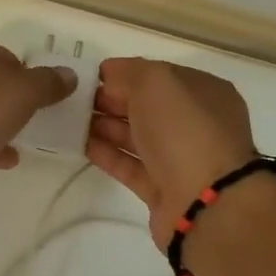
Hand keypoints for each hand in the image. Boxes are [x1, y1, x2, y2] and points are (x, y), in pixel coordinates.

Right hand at [87, 57, 257, 245]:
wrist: (205, 202)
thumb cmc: (185, 130)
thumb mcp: (157, 82)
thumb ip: (130, 72)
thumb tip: (110, 73)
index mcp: (203, 93)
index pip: (159, 76)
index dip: (125, 74)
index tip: (89, 78)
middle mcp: (195, 124)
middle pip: (146, 107)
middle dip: (111, 101)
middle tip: (74, 101)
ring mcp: (180, 159)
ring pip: (137, 137)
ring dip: (105, 127)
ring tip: (70, 121)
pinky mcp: (162, 189)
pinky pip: (130, 166)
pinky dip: (107, 155)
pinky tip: (80, 145)